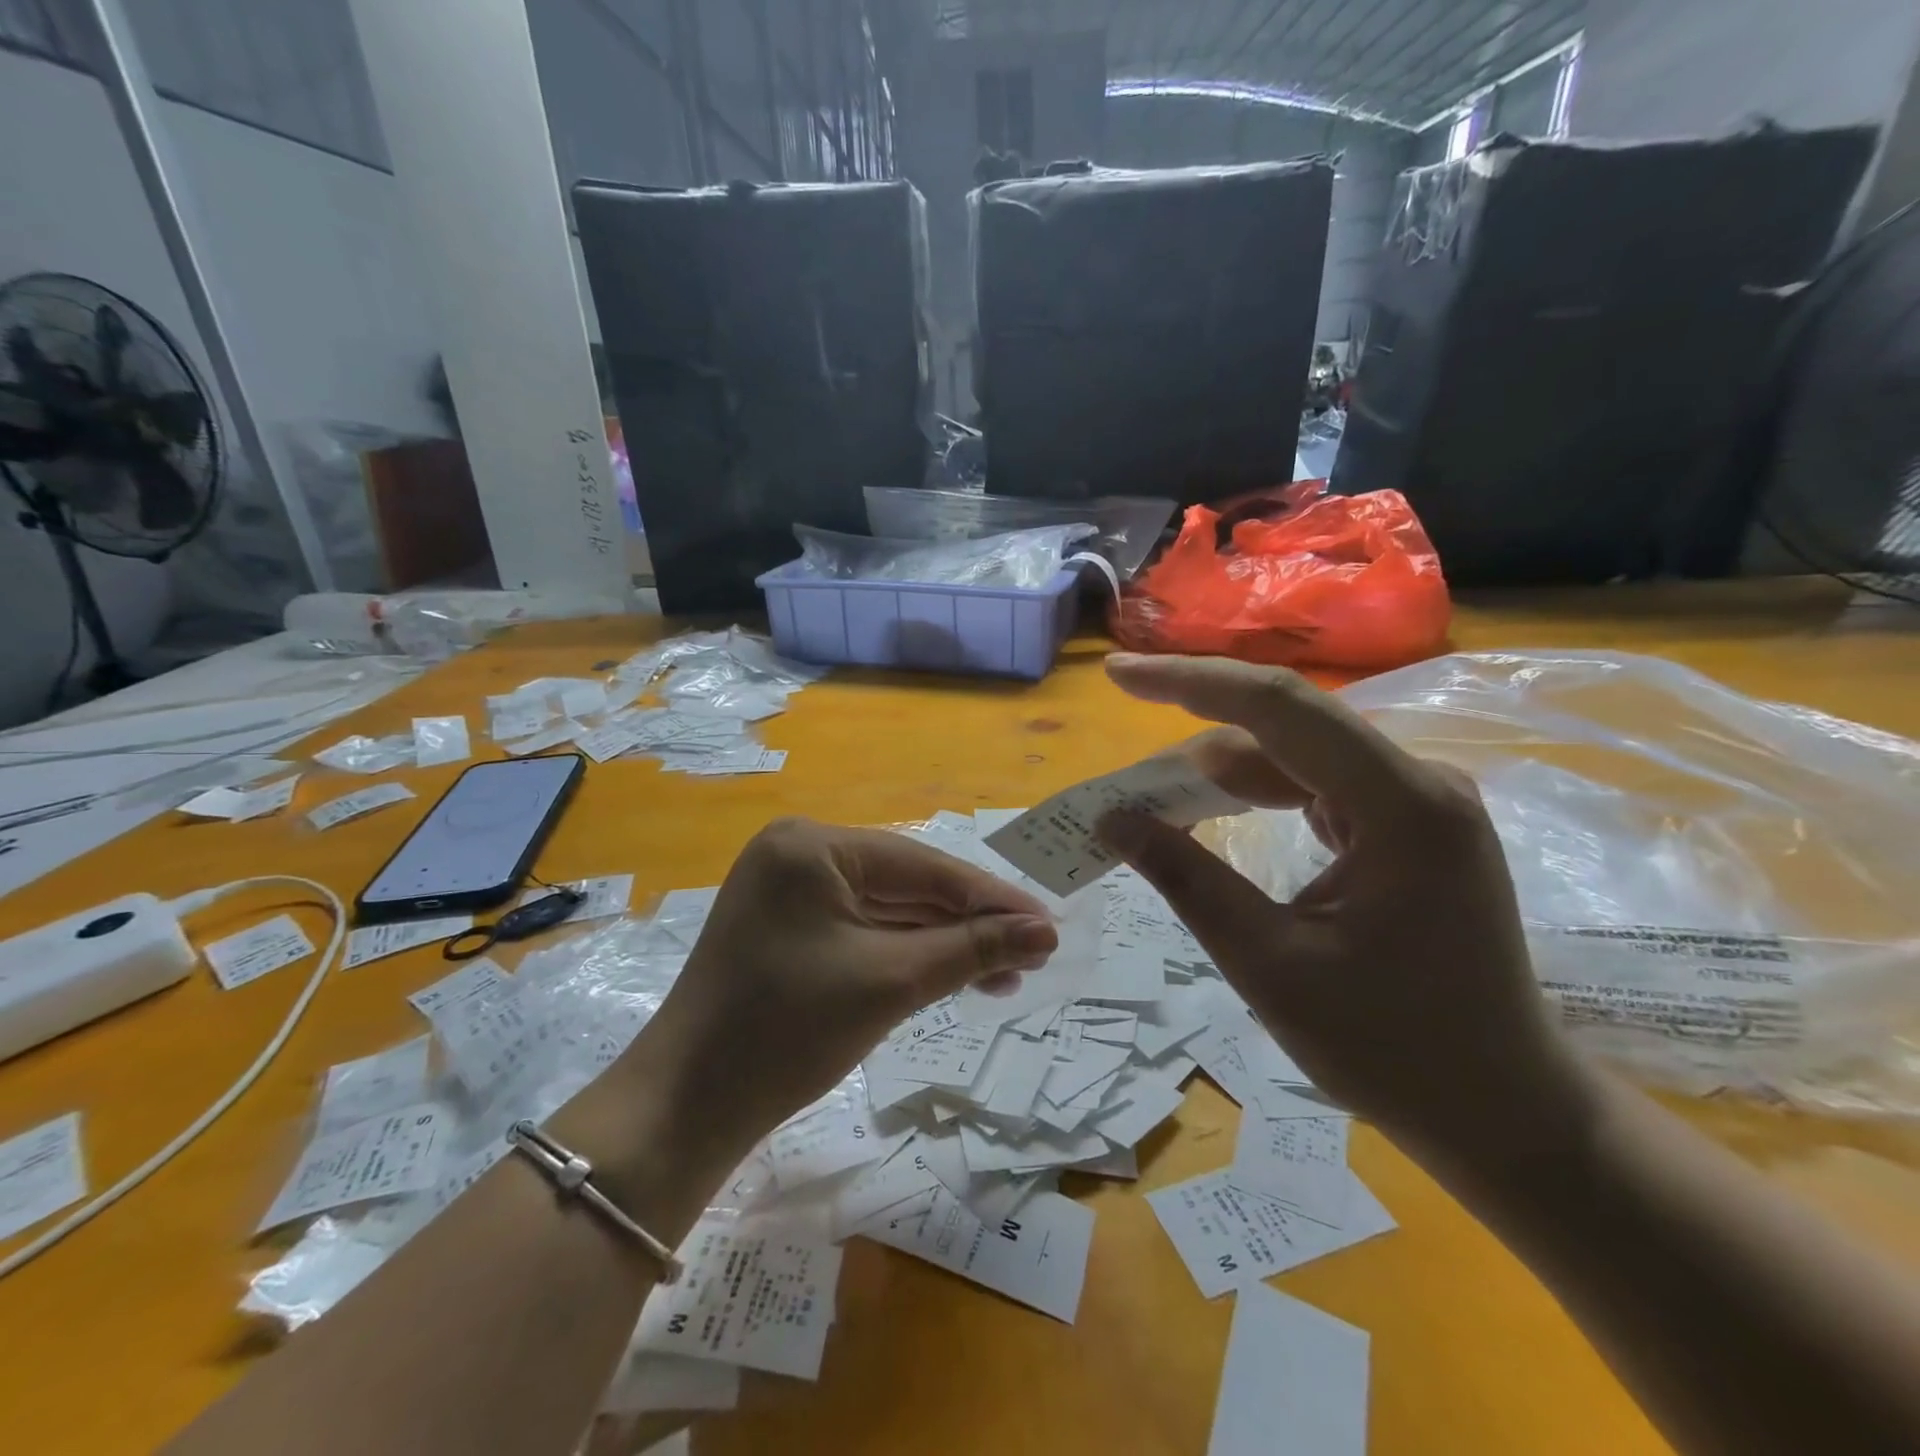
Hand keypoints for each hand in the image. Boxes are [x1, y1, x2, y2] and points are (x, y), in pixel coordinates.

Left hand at [630, 818, 1056, 1166]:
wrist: (685, 1110)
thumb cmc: (786, 1032)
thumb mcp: (891, 982)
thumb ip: (972, 949)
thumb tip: (1046, 931)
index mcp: (813, 845)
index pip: (922, 866)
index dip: (990, 897)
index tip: (1048, 923)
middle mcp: (799, 854)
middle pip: (906, 886)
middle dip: (968, 924)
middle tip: (1033, 954)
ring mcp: (789, 891)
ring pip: (887, 911)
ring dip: (943, 943)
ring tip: (1003, 976)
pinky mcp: (788, 928)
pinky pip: (862, 931)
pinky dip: (906, 954)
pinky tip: (952, 974)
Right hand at [1097, 654, 1584, 1163]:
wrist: (1502, 1110)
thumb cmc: (1392, 1049)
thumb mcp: (1268, 965)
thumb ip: (1187, 879)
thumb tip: (1113, 819)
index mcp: (1402, 806)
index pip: (1278, 708)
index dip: (1188, 682)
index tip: (1118, 674)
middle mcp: (1419, 782)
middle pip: (1286, 723)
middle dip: (1195, 728)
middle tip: (1124, 756)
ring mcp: (1417, 801)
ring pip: (1296, 753)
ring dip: (1221, 770)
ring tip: (1154, 799)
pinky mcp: (1406, 824)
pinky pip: (1315, 784)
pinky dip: (1255, 793)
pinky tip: (1213, 812)